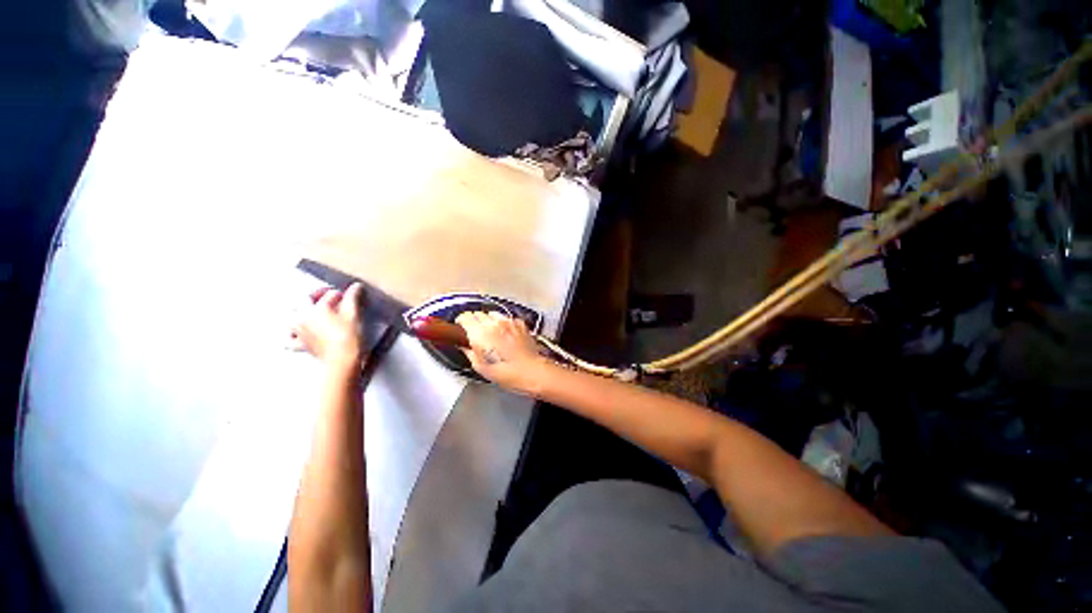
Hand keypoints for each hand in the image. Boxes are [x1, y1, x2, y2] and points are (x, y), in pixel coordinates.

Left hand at [292, 283, 364, 373]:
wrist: (343, 359)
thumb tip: (355, 287)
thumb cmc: (348, 336)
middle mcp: (302, 318)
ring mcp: (299, 332)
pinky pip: (289, 339)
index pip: (326, 294)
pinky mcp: (302, 345)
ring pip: (291, 318)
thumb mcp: (353, 313)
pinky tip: (297, 334)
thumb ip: (353, 297)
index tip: (347, 295)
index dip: (338, 293)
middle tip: (328, 299)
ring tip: (310, 312)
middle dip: (315, 297)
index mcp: (314, 308)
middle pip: (303, 302)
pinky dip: (291, 335)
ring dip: (299, 312)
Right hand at [455, 311, 549, 394]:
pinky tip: (505, 333)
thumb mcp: (480, 367)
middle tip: (475, 332)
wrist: (530, 370)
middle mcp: (493, 323)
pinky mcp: (519, 324)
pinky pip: (507, 318)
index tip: (461, 325)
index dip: (461, 320)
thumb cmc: (506, 372)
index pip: (465, 317)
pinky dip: (504, 323)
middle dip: (475, 321)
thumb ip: (469, 353)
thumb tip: (465, 347)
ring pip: (493, 313)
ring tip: (491, 332)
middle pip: (478, 313)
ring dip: (489, 320)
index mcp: (480, 333)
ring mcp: (508, 322)